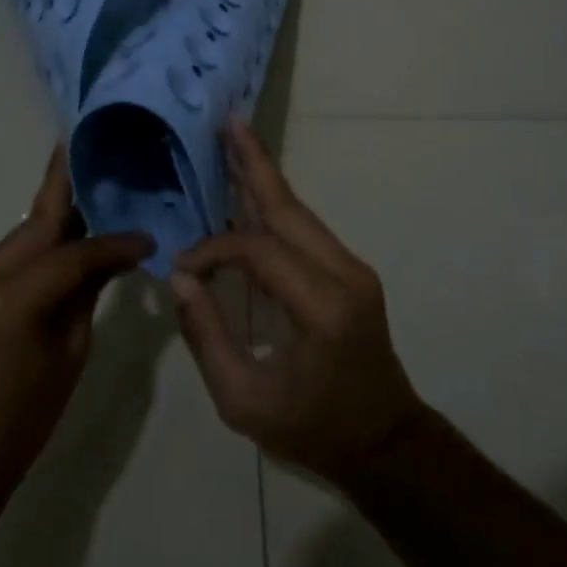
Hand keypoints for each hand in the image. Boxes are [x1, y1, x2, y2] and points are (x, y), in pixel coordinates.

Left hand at [0, 147, 152, 475]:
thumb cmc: (23, 416)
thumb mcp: (69, 354)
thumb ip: (88, 294)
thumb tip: (115, 257)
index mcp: (12, 298)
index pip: (73, 253)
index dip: (113, 242)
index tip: (147, 238)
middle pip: (37, 221)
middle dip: (66, 185)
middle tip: (93, 146)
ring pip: (24, 234)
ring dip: (57, 216)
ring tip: (93, 187)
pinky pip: (12, 256)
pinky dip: (41, 244)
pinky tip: (68, 234)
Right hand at [171, 119, 424, 486]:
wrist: (384, 443)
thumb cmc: (312, 429)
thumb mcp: (243, 401)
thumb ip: (206, 335)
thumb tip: (181, 276)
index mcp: (321, 307)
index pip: (258, 251)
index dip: (214, 251)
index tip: (184, 268)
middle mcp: (344, 274)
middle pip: (289, 208)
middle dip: (255, 163)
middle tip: (228, 123)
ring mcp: (354, 269)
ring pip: (300, 212)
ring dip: (264, 178)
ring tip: (236, 140)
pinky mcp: (353, 272)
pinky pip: (306, 230)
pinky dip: (274, 206)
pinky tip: (251, 190)